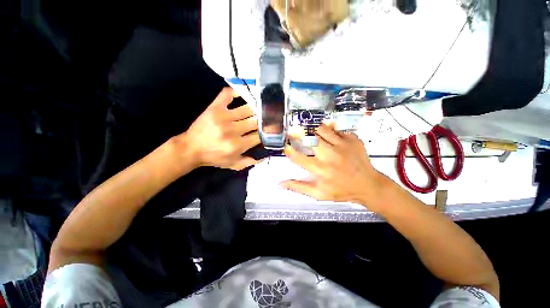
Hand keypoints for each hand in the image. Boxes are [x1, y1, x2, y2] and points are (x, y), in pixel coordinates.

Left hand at [183, 88, 260, 170]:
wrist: (190, 148)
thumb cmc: (213, 157)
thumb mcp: (232, 164)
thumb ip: (249, 162)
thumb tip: (264, 156)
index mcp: (237, 145)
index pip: (258, 136)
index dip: (265, 133)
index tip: (267, 131)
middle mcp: (232, 130)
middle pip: (255, 121)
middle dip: (262, 121)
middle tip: (265, 120)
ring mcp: (223, 117)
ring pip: (247, 109)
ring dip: (255, 109)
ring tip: (259, 109)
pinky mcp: (214, 108)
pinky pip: (228, 94)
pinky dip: (236, 92)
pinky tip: (243, 95)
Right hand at [281, 123, 389, 207]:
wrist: (368, 185)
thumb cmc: (341, 190)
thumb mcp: (319, 194)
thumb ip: (298, 187)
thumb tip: (280, 184)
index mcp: (320, 169)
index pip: (298, 157)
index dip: (289, 150)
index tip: (286, 146)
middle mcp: (329, 155)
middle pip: (310, 138)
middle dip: (299, 134)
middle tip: (295, 132)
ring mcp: (342, 145)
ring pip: (322, 129)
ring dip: (314, 131)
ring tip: (312, 134)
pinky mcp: (352, 140)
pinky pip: (337, 130)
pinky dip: (331, 131)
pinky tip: (330, 136)